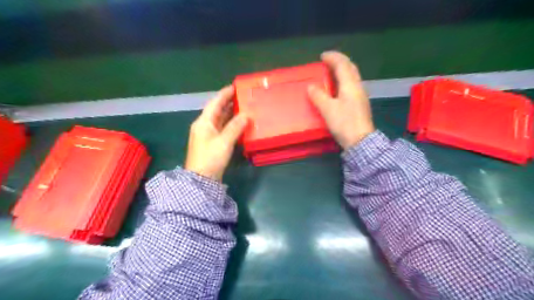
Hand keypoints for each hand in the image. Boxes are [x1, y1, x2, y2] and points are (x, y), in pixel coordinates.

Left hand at [185, 85, 248, 180]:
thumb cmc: (211, 158)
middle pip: (217, 110)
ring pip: (220, 120)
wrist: (201, 179)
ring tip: (243, 107)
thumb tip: (246, 115)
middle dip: (228, 102)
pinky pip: (222, 128)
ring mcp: (208, 135)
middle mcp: (204, 126)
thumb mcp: (224, 142)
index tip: (235, 86)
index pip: (215, 103)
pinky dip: (230, 124)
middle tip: (242, 96)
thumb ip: (235, 127)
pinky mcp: (212, 143)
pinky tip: (239, 123)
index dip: (224, 94)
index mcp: (204, 122)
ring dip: (230, 113)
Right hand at [307, 50, 376, 149]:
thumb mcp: (328, 109)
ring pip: (352, 77)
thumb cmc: (344, 123)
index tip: (322, 56)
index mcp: (350, 85)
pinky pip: (351, 86)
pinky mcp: (360, 104)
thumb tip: (311, 87)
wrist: (360, 141)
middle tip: (328, 61)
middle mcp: (358, 87)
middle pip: (350, 68)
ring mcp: (361, 95)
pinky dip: (343, 81)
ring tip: (331, 73)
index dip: (333, 58)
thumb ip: (318, 96)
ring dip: (342, 71)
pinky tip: (337, 88)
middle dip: (339, 61)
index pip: (342, 64)